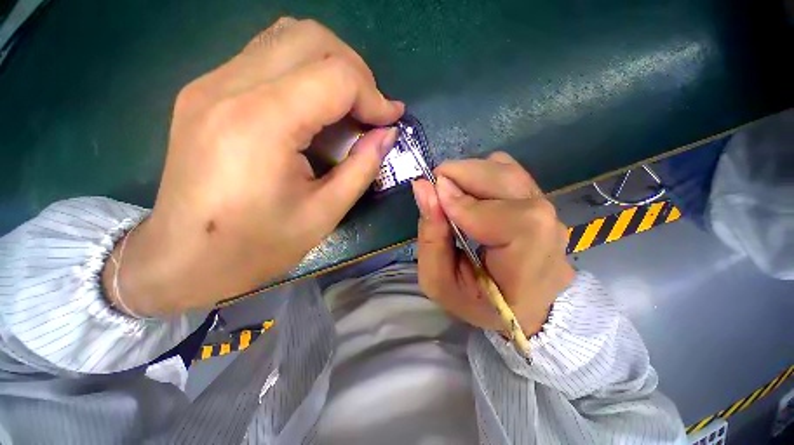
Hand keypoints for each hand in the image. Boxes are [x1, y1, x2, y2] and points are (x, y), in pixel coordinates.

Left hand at [103, 18, 403, 314]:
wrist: (184, 259)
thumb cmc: (257, 246)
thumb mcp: (324, 213)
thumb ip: (362, 168)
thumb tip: (388, 135)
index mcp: (262, 123)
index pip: (335, 76)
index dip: (374, 95)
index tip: (391, 120)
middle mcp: (229, 87)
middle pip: (310, 38)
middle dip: (355, 71)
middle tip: (369, 110)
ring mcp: (210, 84)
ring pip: (285, 38)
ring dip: (329, 65)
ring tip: (346, 107)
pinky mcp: (204, 92)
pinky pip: (264, 57)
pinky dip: (302, 72)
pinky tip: (312, 109)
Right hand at [411, 152, 573, 335]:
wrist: (517, 306)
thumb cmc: (475, 301)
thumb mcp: (439, 281)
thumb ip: (431, 237)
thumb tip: (423, 187)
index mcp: (528, 275)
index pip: (515, 222)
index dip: (471, 204)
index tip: (436, 195)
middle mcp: (550, 240)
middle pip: (512, 185)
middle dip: (466, 174)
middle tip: (436, 182)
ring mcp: (552, 218)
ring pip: (511, 174)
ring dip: (473, 173)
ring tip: (450, 190)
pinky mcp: (544, 206)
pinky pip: (513, 175)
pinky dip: (484, 174)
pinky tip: (470, 194)